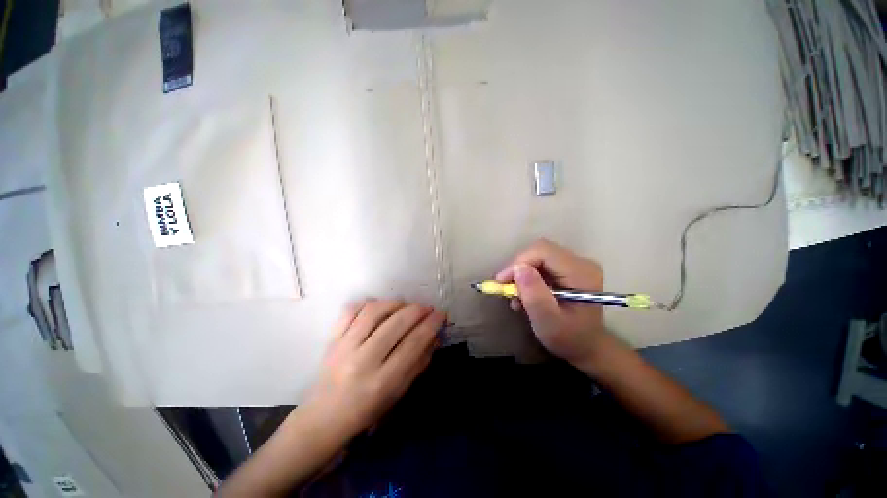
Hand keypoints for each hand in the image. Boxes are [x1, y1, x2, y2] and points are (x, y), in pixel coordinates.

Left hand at [306, 300, 445, 436]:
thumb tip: (435, 336)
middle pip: (396, 324)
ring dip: (395, 303)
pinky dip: (369, 303)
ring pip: (374, 312)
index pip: (413, 344)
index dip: (431, 325)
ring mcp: (344, 347)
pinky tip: (380, 306)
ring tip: (405, 305)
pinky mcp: (332, 339)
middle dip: (417, 310)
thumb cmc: (367, 409)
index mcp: (383, 381)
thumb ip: (419, 363)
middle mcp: (363, 361)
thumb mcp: (399, 392)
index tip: (441, 314)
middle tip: (427, 308)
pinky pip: (351, 310)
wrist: (325, 416)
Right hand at [496, 239, 607, 366]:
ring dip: (521, 273)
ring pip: (537, 256)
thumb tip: (518, 267)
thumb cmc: (568, 337)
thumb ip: (534, 294)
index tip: (502, 281)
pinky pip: (541, 263)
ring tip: (515, 296)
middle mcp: (581, 262)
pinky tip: (524, 294)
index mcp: (580, 273)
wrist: (586, 347)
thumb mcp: (547, 320)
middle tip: (505, 287)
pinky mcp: (568, 268)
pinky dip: (528, 276)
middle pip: (540, 251)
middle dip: (518, 267)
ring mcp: (575, 264)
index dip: (519, 262)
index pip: (543, 251)